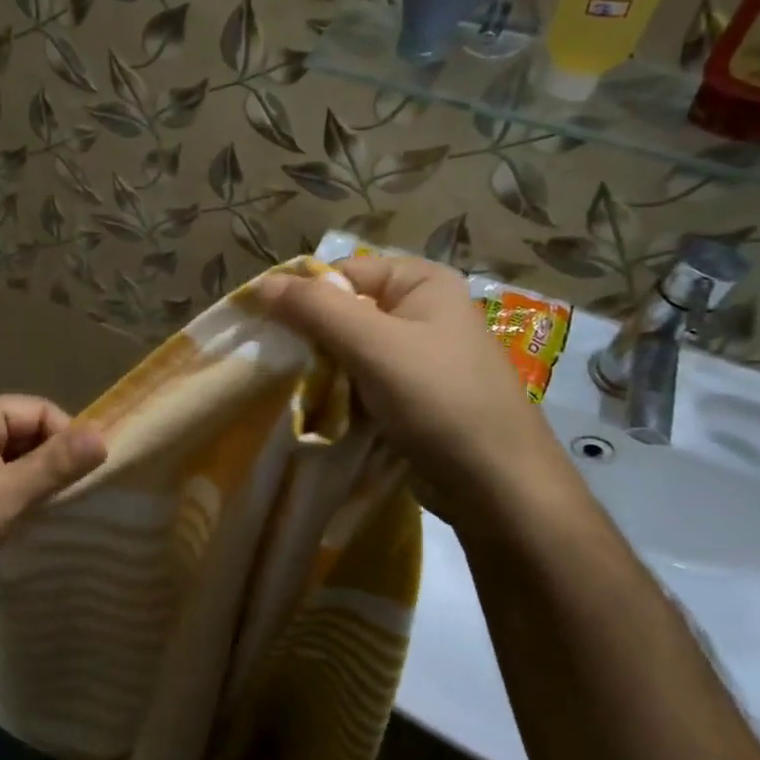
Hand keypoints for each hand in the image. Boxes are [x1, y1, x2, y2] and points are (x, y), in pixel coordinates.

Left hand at [0, 397, 106, 614]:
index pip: (38, 409)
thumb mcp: (8, 494)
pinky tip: (28, 512)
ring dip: (37, 476)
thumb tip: (104, 438)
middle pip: (27, 429)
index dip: (68, 435)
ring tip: (53, 504)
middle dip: (52, 457)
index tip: (88, 470)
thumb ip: (56, 464)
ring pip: (16, 454)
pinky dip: (19, 488)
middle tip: (73, 492)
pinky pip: (1, 473)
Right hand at [256, 257, 568, 516]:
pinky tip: (318, 411)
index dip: (301, 298)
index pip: (341, 273)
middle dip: (309, 339)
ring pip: (348, 351)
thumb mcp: (372, 345)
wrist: (497, 486)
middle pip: (343, 312)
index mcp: (421, 282)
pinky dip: (338, 394)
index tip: (265, 331)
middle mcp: (421, 311)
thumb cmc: (439, 401)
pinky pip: (361, 381)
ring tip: (292, 391)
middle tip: (276, 365)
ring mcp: (418, 356)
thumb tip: (261, 284)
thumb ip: (315, 309)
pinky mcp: (412, 394)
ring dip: (320, 371)